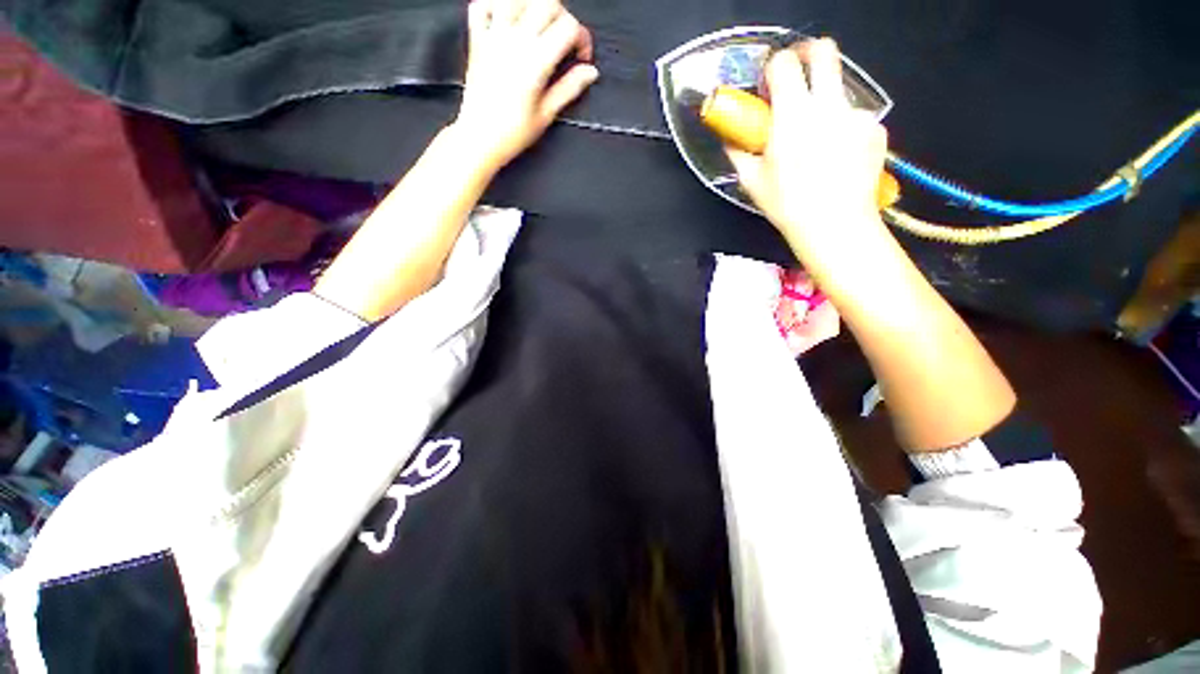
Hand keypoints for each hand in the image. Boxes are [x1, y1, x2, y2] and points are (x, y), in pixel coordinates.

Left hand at [453, 0, 598, 170]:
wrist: (480, 138)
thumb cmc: (512, 133)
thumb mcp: (547, 114)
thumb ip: (569, 88)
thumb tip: (590, 73)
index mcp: (536, 61)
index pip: (568, 28)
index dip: (582, 38)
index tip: (581, 57)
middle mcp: (515, 42)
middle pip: (547, 3)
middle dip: (563, 17)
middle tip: (564, 39)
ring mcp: (493, 36)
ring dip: (534, 6)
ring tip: (540, 26)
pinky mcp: (477, 39)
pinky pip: (482, 4)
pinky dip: (496, 5)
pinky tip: (508, 20)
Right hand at [729, 39, 887, 250]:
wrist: (834, 224)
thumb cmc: (787, 204)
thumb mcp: (752, 182)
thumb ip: (739, 153)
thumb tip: (731, 140)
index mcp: (793, 115)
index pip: (784, 64)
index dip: (775, 66)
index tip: (770, 82)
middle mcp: (828, 106)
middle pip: (824, 51)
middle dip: (808, 55)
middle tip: (798, 76)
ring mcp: (856, 115)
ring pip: (839, 91)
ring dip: (824, 104)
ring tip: (817, 141)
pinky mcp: (875, 129)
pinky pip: (854, 119)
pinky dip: (842, 129)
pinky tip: (836, 157)